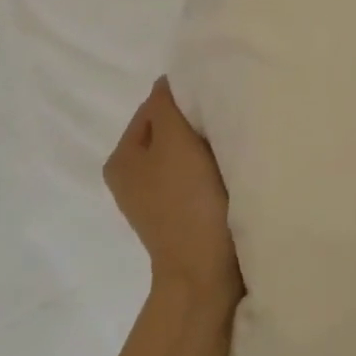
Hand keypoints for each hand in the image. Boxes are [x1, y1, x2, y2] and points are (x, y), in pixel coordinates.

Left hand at [104, 78, 242, 312]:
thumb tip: (169, 82)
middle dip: (198, 124)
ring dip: (208, 148)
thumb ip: (169, 106)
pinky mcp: (180, 216)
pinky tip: (230, 173)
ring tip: (233, 146)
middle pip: (169, 131)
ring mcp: (155, 200)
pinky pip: (195, 178)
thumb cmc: (189, 202)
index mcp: (121, 158)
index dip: (187, 99)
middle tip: (230, 122)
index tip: (220, 100)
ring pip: (185, 155)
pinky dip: (212, 171)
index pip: (154, 107)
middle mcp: (131, 178)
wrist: (206, 273)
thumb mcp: (175, 143)